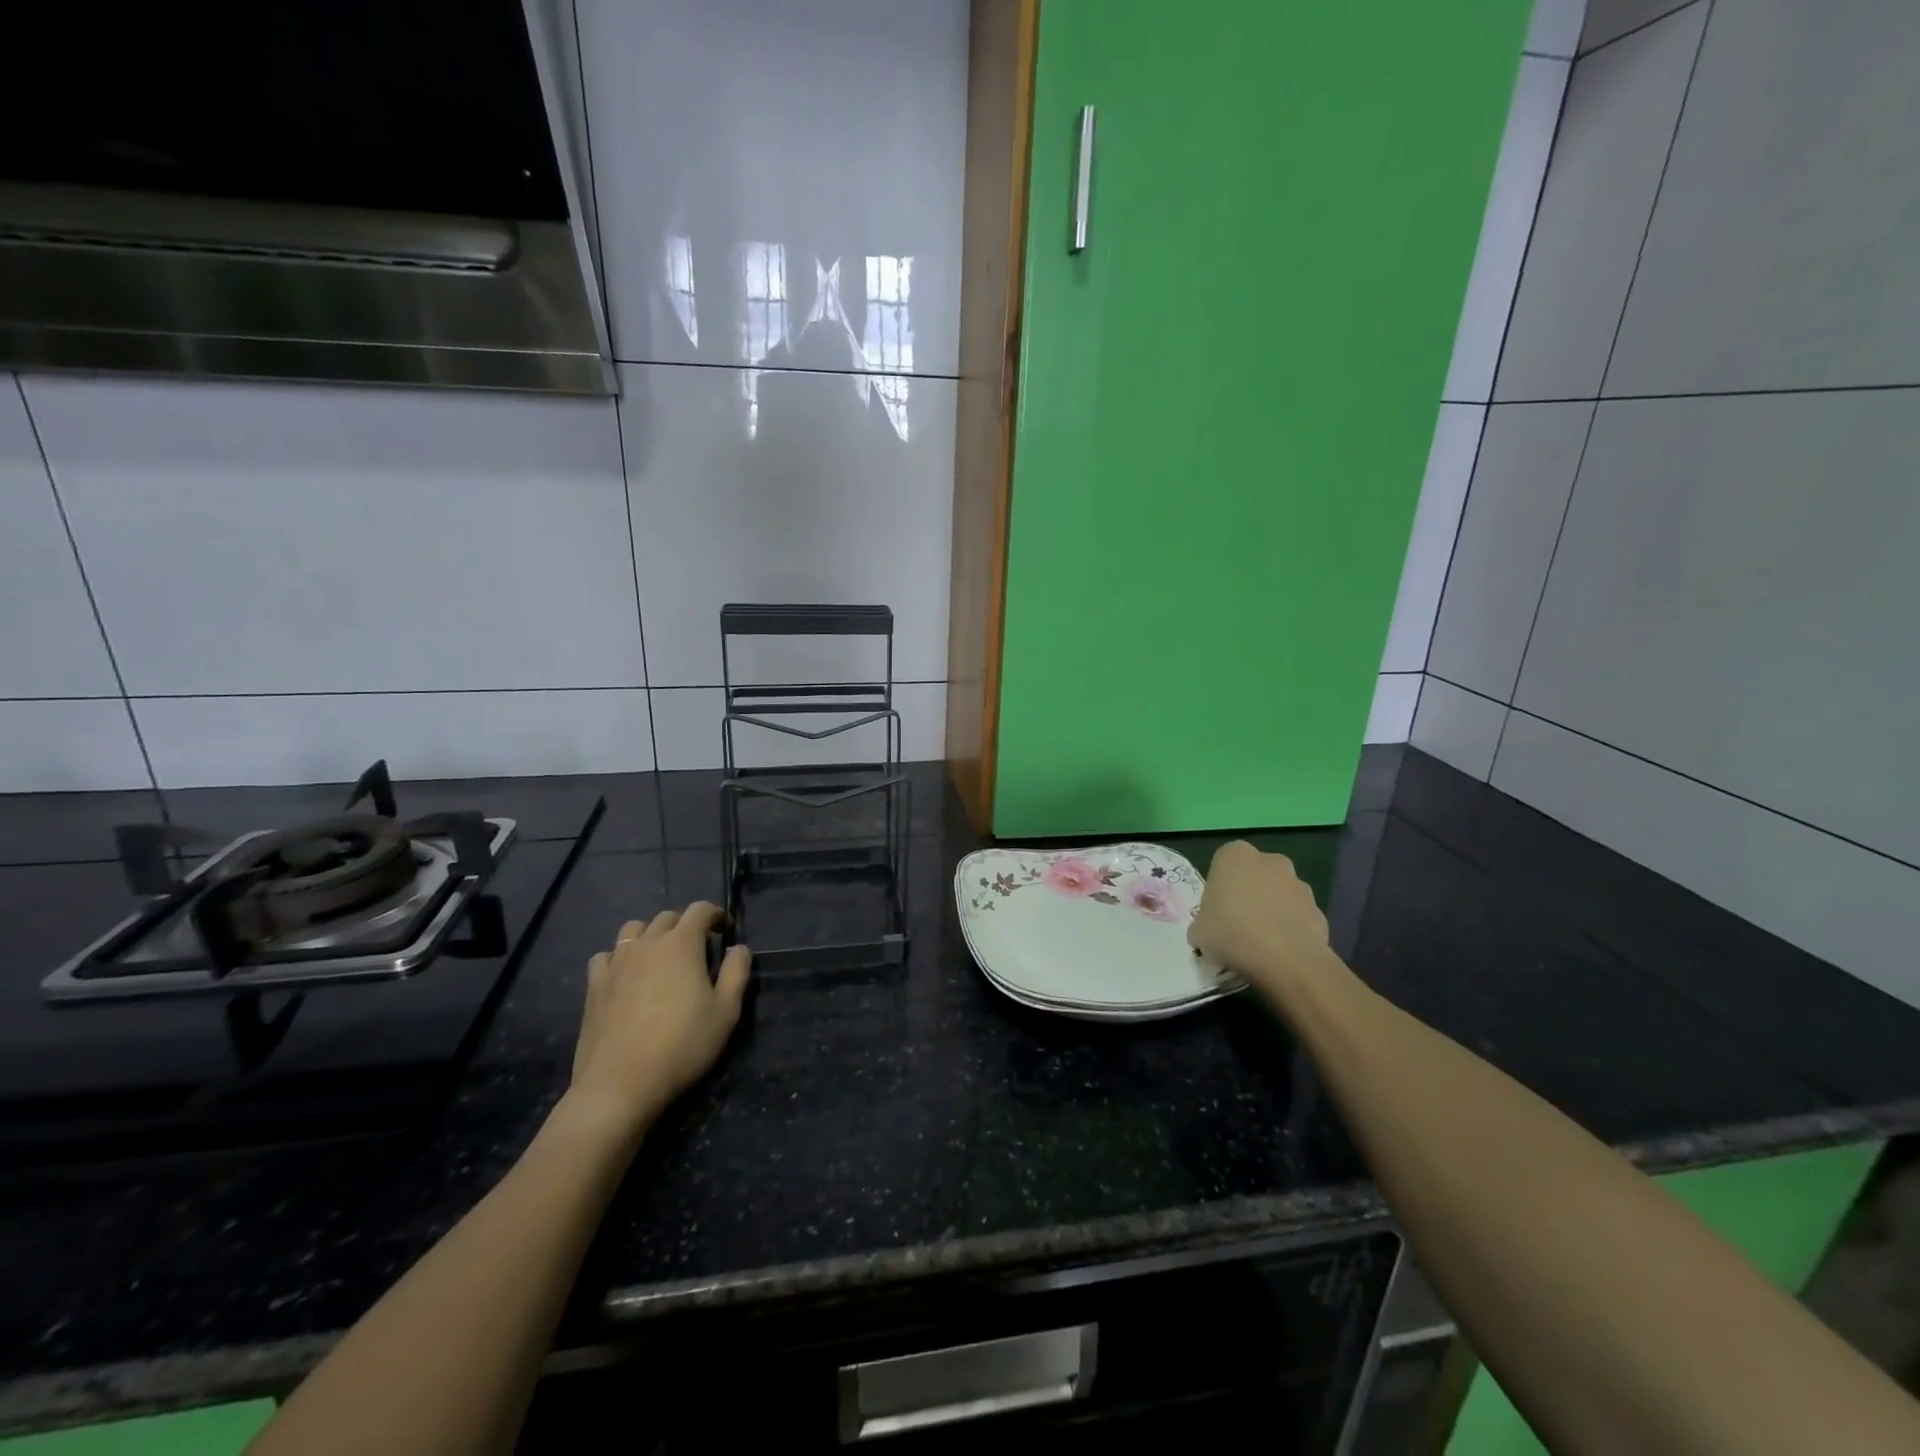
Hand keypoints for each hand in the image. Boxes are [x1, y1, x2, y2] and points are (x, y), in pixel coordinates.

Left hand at [566, 902, 750, 1135]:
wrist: (620, 1084)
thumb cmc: (682, 1045)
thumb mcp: (726, 1012)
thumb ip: (737, 972)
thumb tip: (738, 948)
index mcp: (681, 944)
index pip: (700, 910)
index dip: (715, 914)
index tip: (724, 929)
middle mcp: (647, 944)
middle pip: (667, 918)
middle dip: (685, 925)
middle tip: (696, 948)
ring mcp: (616, 963)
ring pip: (633, 930)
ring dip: (650, 935)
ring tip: (659, 957)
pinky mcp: (594, 986)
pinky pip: (606, 956)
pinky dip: (620, 957)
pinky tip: (626, 976)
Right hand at [1188, 841, 1335, 997]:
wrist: (1286, 960)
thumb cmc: (1232, 933)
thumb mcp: (1199, 931)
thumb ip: (1203, 923)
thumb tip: (1208, 930)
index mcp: (1235, 855)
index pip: (1223, 863)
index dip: (1219, 888)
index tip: (1216, 911)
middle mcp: (1270, 861)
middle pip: (1255, 875)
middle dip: (1249, 894)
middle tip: (1237, 924)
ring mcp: (1299, 884)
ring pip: (1279, 895)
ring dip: (1272, 911)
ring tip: (1261, 943)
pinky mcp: (1320, 910)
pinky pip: (1298, 917)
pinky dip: (1291, 930)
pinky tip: (1281, 953)